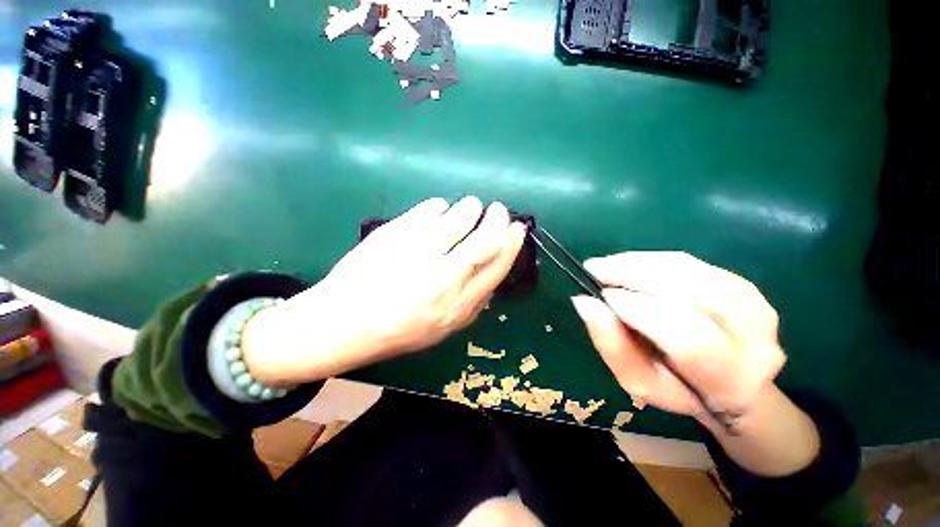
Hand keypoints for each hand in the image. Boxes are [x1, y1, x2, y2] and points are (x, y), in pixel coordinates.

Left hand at [242, 197, 527, 384]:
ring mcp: (417, 252)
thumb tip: (491, 273)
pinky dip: (440, 206)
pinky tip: (437, 213)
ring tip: (469, 208)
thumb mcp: (443, 330)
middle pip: (484, 238)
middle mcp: (442, 277)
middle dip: (497, 218)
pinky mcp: (395, 234)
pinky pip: (430, 208)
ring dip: (470, 208)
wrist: (343, 323)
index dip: (512, 243)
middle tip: (498, 209)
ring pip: (459, 215)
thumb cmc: (397, 330)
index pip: (497, 265)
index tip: (517, 228)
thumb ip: (473, 305)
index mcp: (457, 305)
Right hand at [570, 252, 785, 425]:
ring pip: (688, 271)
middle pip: (691, 293)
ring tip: (607, 265)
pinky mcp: (742, 284)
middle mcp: (754, 339)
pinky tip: (629, 264)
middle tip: (595, 269)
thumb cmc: (676, 387)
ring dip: (639, 263)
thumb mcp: (637, 381)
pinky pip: (689, 263)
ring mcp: (754, 306)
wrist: (730, 381)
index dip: (642, 310)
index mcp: (728, 379)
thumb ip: (612, 345)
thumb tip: (584, 302)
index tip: (603, 295)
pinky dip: (652, 260)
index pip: (688, 337)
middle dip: (635, 275)